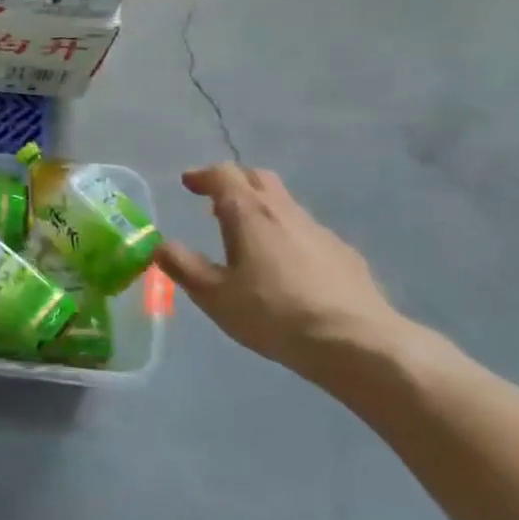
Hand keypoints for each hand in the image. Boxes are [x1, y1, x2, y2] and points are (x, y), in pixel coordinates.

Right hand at [156, 164, 408, 382]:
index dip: (202, 175)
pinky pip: (307, 232)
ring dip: (262, 209)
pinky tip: (285, 267)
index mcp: (249, 213)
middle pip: (259, 178)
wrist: (358, 344)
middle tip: (215, 202)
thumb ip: (182, 266)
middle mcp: (284, 212)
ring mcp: (320, 232)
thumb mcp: (214, 295)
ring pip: (285, 204)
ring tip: (247, 237)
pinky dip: (287, 235)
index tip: (188, 183)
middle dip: (235, 183)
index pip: (223, 175)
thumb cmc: (273, 314)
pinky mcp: (345, 255)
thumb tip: (160, 245)